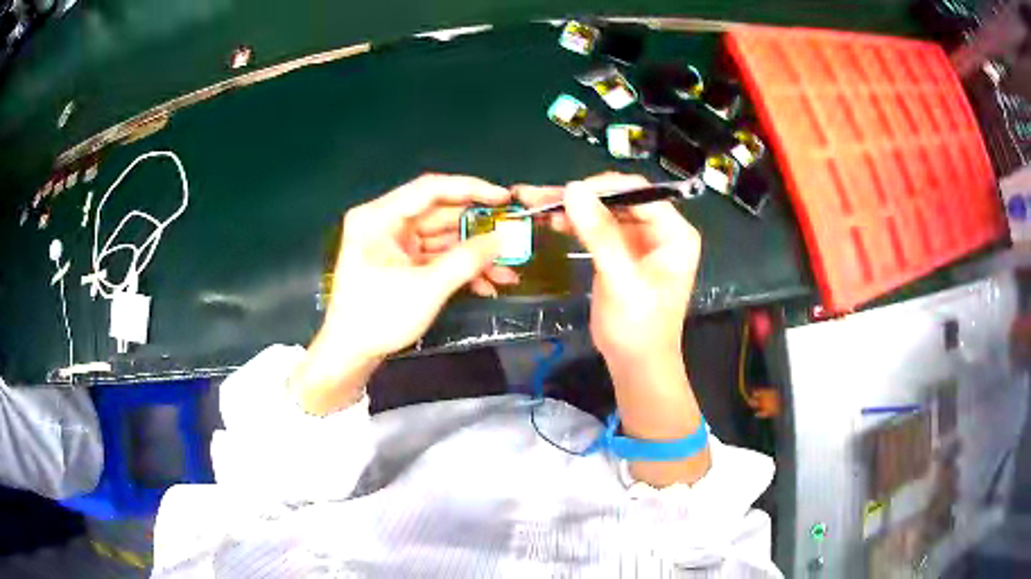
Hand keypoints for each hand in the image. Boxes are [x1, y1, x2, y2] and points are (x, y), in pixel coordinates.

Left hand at [292, 174, 518, 414]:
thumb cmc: (379, 317)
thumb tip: (505, 238)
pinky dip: (460, 268)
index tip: (504, 198)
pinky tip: (488, 284)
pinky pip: (436, 256)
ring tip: (508, 270)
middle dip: (478, 230)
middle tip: (513, 236)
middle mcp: (386, 223)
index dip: (471, 189)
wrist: (350, 354)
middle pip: (439, 214)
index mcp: (379, 217)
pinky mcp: (402, 263)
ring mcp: (394, 244)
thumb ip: (467, 259)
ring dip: (474, 254)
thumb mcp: (426, 288)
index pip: (430, 189)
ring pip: (443, 238)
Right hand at [519, 173, 708, 485]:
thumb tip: (573, 190)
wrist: (635, 364)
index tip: (567, 192)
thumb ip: (599, 234)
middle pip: (619, 199)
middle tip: (542, 196)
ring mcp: (640, 240)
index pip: (639, 194)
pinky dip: (575, 223)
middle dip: (582, 197)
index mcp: (675, 233)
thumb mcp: (621, 280)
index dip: (604, 189)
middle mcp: (661, 230)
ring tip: (537, 203)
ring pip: (604, 211)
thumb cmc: (638, 327)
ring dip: (573, 207)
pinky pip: (597, 228)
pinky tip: (551, 220)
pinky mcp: (621, 251)